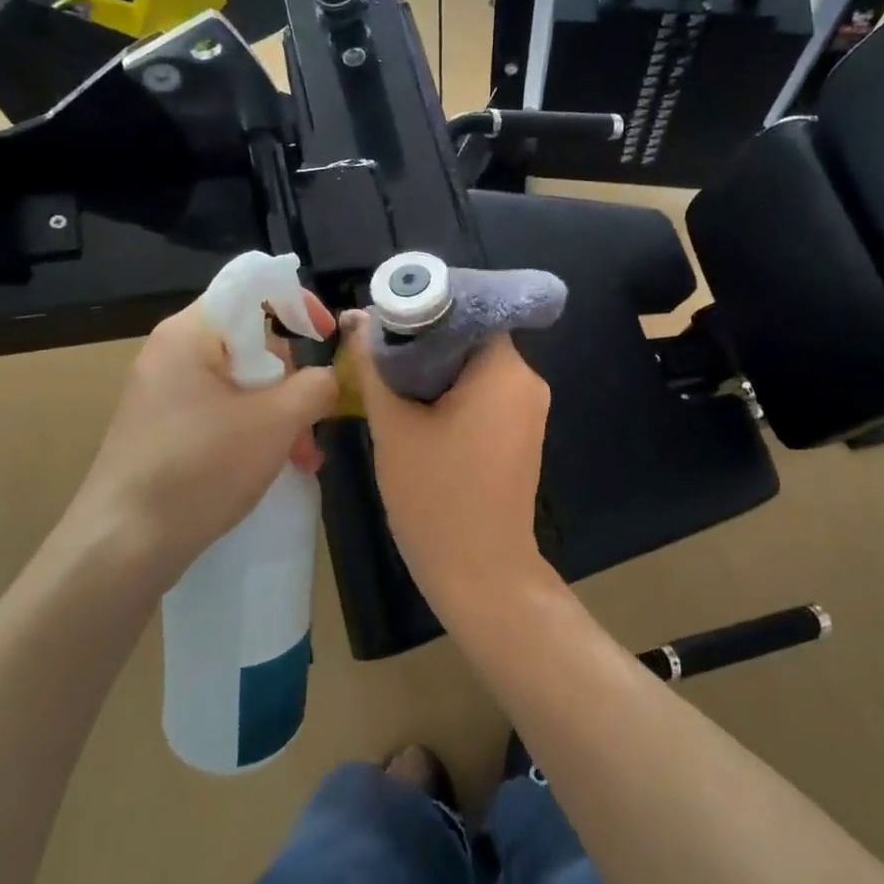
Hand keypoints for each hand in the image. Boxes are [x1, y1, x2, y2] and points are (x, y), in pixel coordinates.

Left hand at [56, 294, 338, 587]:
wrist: (122, 545)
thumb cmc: (201, 469)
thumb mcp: (275, 423)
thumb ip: (315, 387)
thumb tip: (328, 378)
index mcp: (190, 333)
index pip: (250, 287)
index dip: (296, 302)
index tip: (327, 337)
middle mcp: (172, 352)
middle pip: (250, 341)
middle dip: (291, 380)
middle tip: (311, 422)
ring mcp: (164, 393)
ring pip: (240, 383)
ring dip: (279, 414)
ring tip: (302, 458)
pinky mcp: (163, 428)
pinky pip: (221, 411)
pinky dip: (253, 431)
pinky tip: (274, 466)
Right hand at [345, 314, 550, 600]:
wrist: (481, 574)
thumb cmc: (437, 498)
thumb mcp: (394, 426)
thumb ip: (374, 367)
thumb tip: (357, 320)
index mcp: (505, 371)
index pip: (466, 310)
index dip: (422, 309)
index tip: (382, 321)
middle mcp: (527, 382)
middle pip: (470, 339)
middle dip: (422, 342)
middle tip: (375, 353)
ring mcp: (527, 411)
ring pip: (474, 369)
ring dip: (432, 371)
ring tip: (386, 381)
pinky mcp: (519, 435)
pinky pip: (483, 396)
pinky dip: (449, 395)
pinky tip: (414, 410)